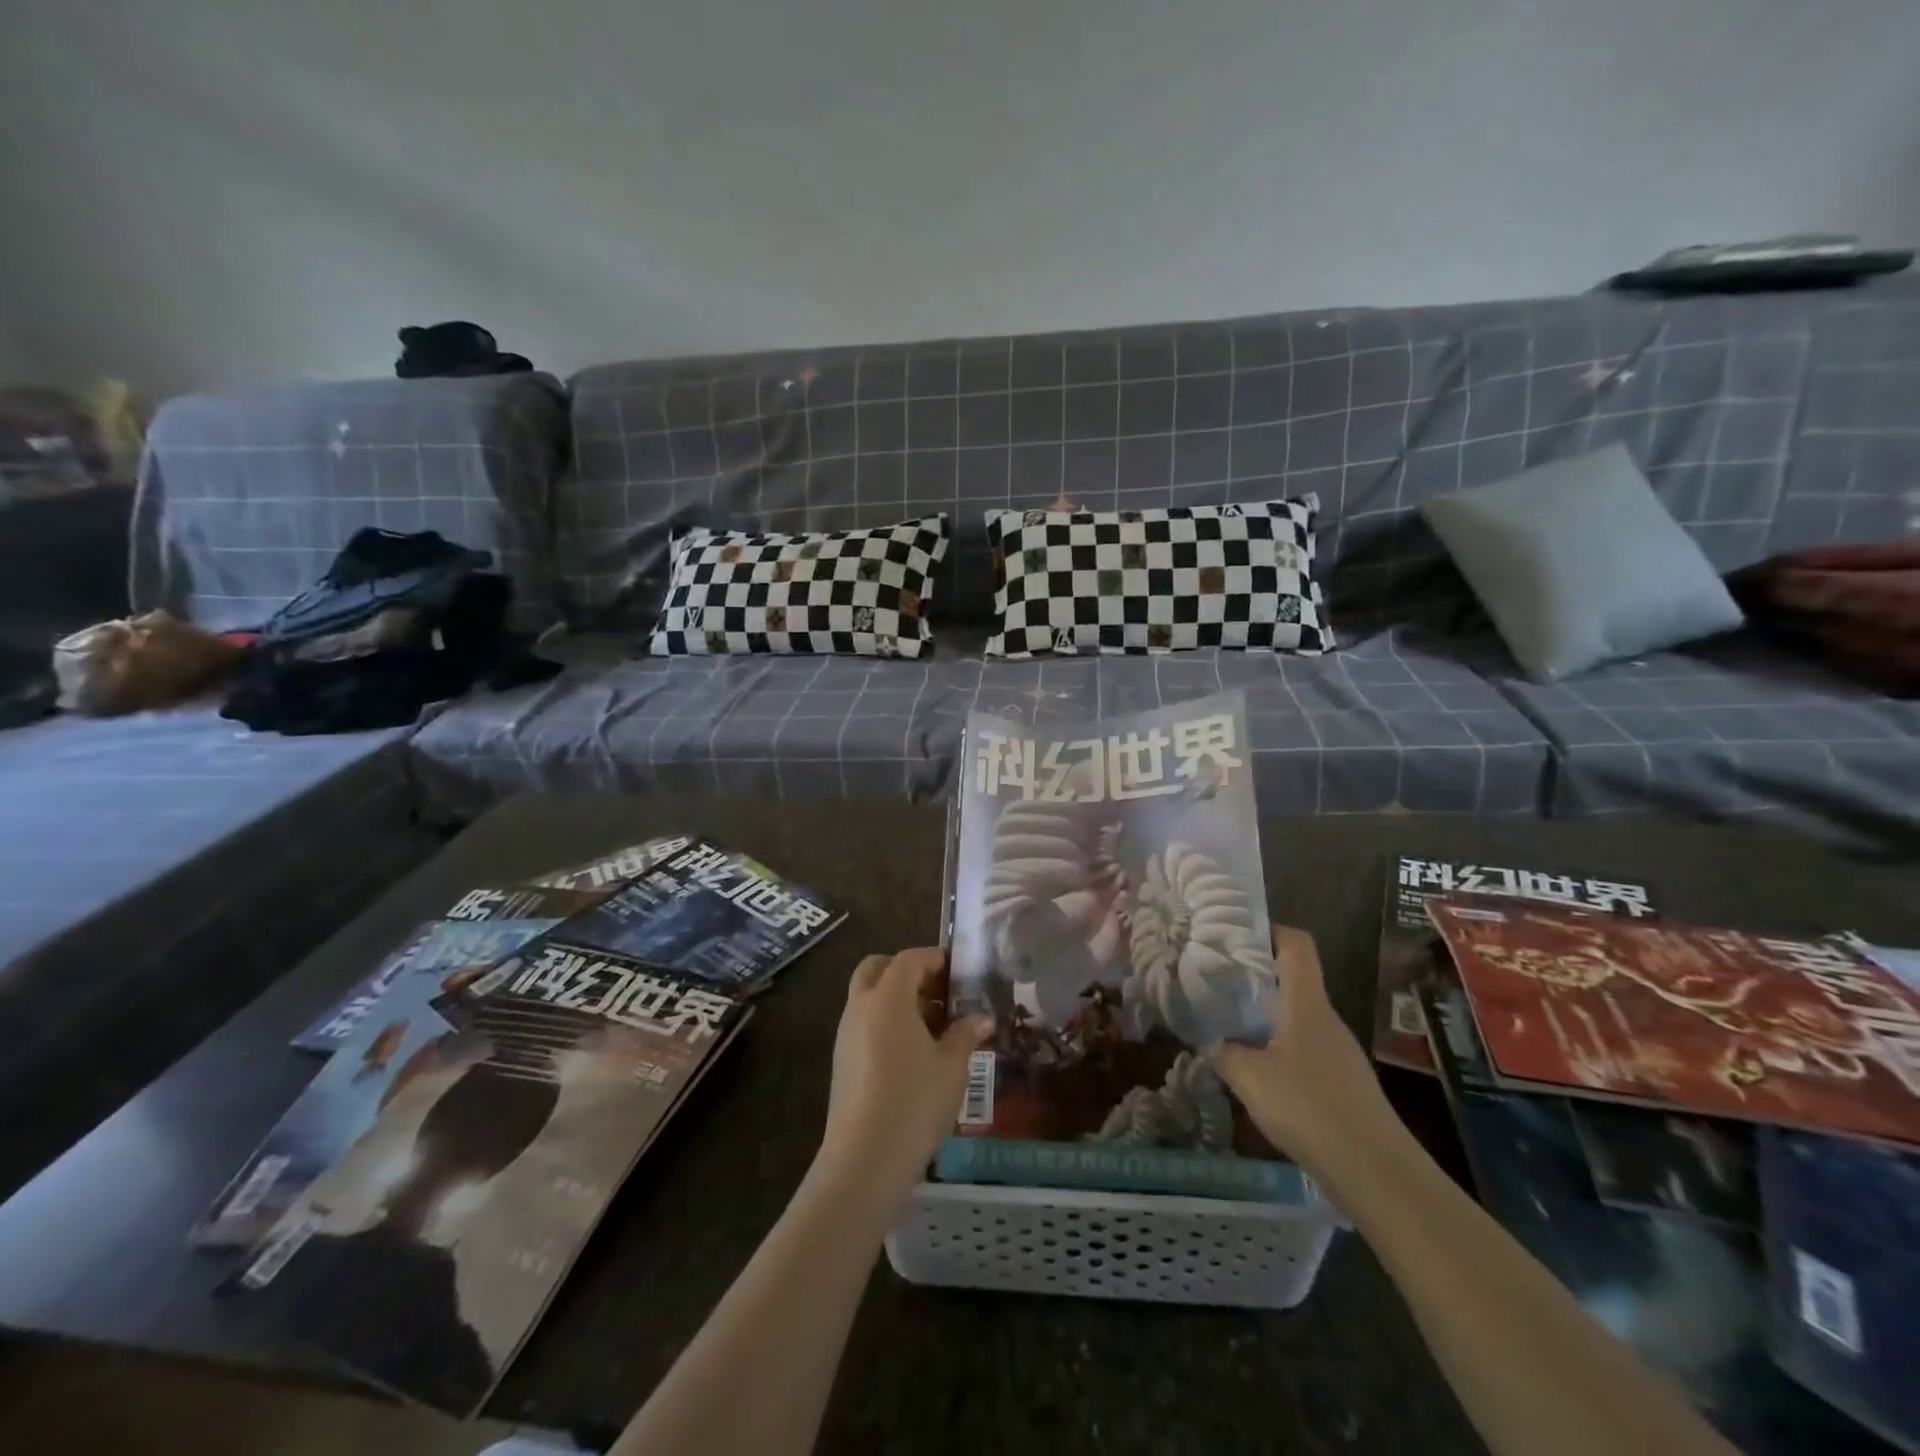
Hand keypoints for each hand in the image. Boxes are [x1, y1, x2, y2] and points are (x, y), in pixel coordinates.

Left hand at [819, 948, 992, 1200]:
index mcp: (888, 997)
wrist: (865, 1157)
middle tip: (936, 991)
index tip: (957, 970)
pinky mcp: (841, 1062)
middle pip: (876, 969)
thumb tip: (983, 1018)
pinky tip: (912, 1053)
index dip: (934, 958)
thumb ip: (966, 1034)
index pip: (909, 960)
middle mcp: (861, 1007)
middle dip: (905, 971)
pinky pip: (863, 1025)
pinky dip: (885, 1023)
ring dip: (895, 999)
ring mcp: (845, 1035)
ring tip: (932, 1026)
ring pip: (867, 997)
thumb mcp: (952, 1066)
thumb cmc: (915, 1100)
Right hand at [1211, 926, 1407, 1195]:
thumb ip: (1222, 1051)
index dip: (1268, 931)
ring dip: (1264, 1015)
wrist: (1376, 1173)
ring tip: (1227, 1024)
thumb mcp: (1249, 1077)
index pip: (1296, 944)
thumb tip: (1206, 1037)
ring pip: (1296, 1016)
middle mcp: (1326, 1018)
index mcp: (1306, 1003)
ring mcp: (1338, 1051)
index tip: (1232, 936)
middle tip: (1214, 981)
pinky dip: (1278, 1047)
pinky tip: (1256, 1072)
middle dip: (1254, 976)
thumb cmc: (1308, 1108)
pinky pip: (1304, 1047)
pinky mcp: (1343, 1082)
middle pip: (1293, 979)